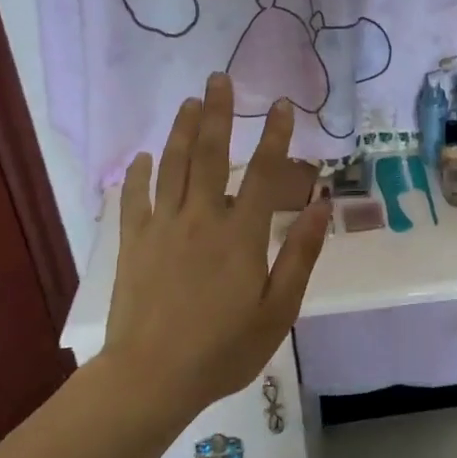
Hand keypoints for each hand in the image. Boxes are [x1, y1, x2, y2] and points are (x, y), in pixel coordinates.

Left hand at [104, 74, 328, 411]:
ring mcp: (162, 228)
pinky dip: (139, 174)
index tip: (282, 106)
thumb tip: (322, 207)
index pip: (265, 174)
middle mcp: (201, 219)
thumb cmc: (223, 349)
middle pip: (211, 155)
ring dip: (182, 131)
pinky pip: (134, 199)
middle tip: (219, 78)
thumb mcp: (278, 310)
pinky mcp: (133, 243)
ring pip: (172, 167)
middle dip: (218, 113)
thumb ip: (300, 255)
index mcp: (240, 235)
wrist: (151, 379)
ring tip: (190, 102)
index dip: (277, 137)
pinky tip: (144, 158)